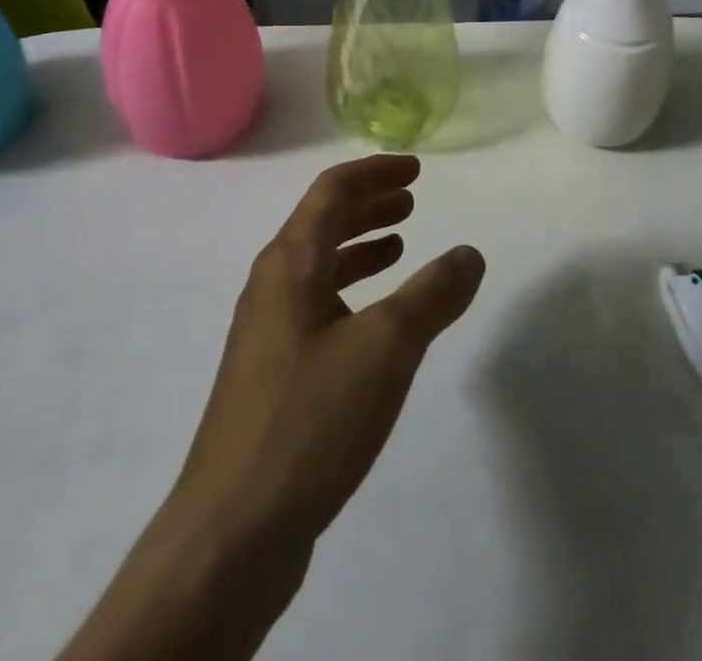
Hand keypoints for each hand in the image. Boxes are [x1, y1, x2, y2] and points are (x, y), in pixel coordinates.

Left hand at [60, 156, 483, 660]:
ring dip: (360, 247)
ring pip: (319, 266)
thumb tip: (470, 254)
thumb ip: (433, 294)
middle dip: (369, 205)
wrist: (232, 532)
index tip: (415, 169)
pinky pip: (317, 306)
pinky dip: (351, 292)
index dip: (375, 172)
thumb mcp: (387, 347)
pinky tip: (375, 320)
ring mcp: (267, 333)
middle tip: (412, 200)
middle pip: (322, 223)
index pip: (332, 191)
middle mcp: (272, 286)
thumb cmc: (309, 419)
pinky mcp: (271, 375)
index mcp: (290, 263)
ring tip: (401, 246)